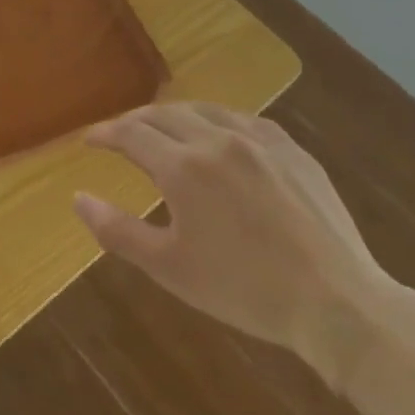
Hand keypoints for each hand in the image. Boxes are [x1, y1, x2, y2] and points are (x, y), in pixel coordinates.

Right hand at [74, 103, 395, 385]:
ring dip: (173, 116)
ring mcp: (259, 141)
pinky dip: (217, 121)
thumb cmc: (244, 290)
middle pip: (163, 114)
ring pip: (204, 110)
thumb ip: (116, 230)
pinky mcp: (293, 151)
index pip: (130, 134)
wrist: (337, 304)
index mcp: (183, 168)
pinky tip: (219, 136)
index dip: (104, 134)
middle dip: (133, 122)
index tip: (88, 140)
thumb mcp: (169, 267)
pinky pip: (244, 120)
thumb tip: (77, 198)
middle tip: (119, 136)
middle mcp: (217, 140)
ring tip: (163, 130)